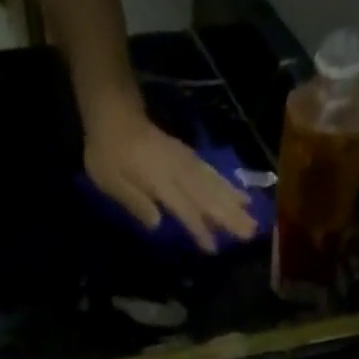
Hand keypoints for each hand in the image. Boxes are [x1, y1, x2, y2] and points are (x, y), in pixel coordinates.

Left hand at [83, 102, 257, 252]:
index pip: (184, 208)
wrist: (112, 110)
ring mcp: (185, 161)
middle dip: (230, 216)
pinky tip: (239, 196)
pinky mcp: (187, 156)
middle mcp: (178, 170)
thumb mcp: (109, 180)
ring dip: (234, 203)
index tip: (214, 248)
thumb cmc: (106, 151)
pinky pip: (211, 172)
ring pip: (214, 184)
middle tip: (252, 233)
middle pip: (208, 196)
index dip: (199, 229)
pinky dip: (227, 185)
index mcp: (159, 179)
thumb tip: (158, 223)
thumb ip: (134, 201)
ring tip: (253, 219)